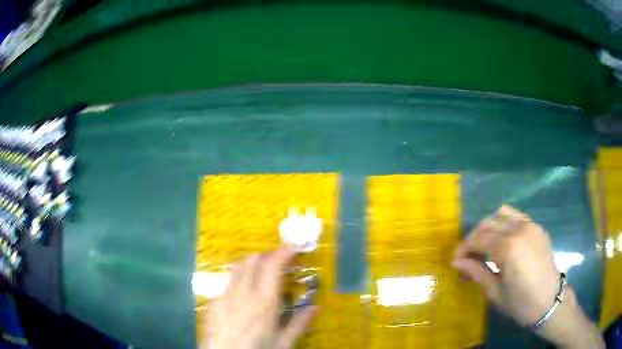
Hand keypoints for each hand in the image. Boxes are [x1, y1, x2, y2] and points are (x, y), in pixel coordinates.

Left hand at [201, 247, 317, 348]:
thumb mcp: (283, 343)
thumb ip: (300, 324)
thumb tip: (316, 307)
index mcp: (264, 302)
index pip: (272, 265)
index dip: (283, 252)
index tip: (294, 247)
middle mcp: (242, 293)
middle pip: (253, 259)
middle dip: (268, 255)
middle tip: (280, 262)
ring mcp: (224, 295)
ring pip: (238, 267)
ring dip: (252, 263)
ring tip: (262, 274)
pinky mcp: (213, 301)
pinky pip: (227, 282)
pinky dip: (239, 279)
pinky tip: (243, 296)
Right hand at [452, 205, 603, 348]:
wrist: (549, 301)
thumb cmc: (520, 303)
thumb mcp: (494, 292)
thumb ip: (476, 272)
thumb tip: (456, 261)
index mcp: (508, 248)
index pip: (478, 240)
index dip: (463, 249)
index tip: (456, 260)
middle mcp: (518, 230)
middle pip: (487, 225)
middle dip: (473, 239)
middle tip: (468, 258)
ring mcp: (529, 225)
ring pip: (500, 215)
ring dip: (488, 228)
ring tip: (484, 246)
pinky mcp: (536, 226)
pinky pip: (515, 215)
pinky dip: (503, 221)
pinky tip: (501, 238)